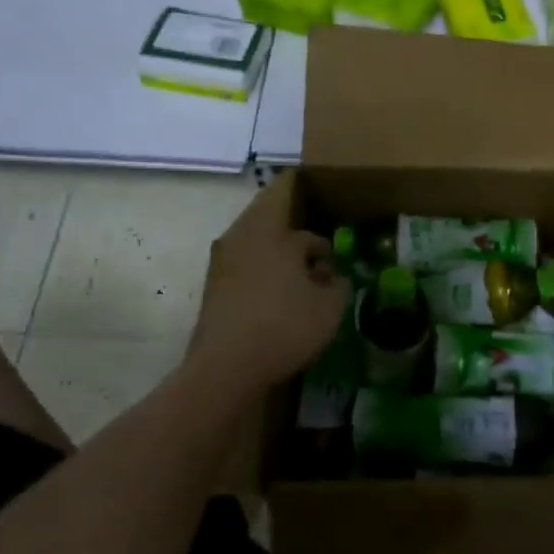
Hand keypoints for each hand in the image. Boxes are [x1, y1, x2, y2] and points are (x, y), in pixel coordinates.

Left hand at [188, 172, 350, 386]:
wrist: (225, 369)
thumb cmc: (285, 325)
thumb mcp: (330, 305)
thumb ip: (339, 283)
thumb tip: (334, 276)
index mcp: (269, 227)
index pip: (285, 188)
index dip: (304, 185)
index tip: (322, 186)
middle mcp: (241, 236)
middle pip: (271, 217)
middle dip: (298, 227)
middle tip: (325, 241)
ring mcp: (222, 262)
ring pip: (259, 243)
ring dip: (283, 252)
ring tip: (311, 273)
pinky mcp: (215, 288)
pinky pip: (248, 265)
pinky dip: (269, 271)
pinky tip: (287, 295)